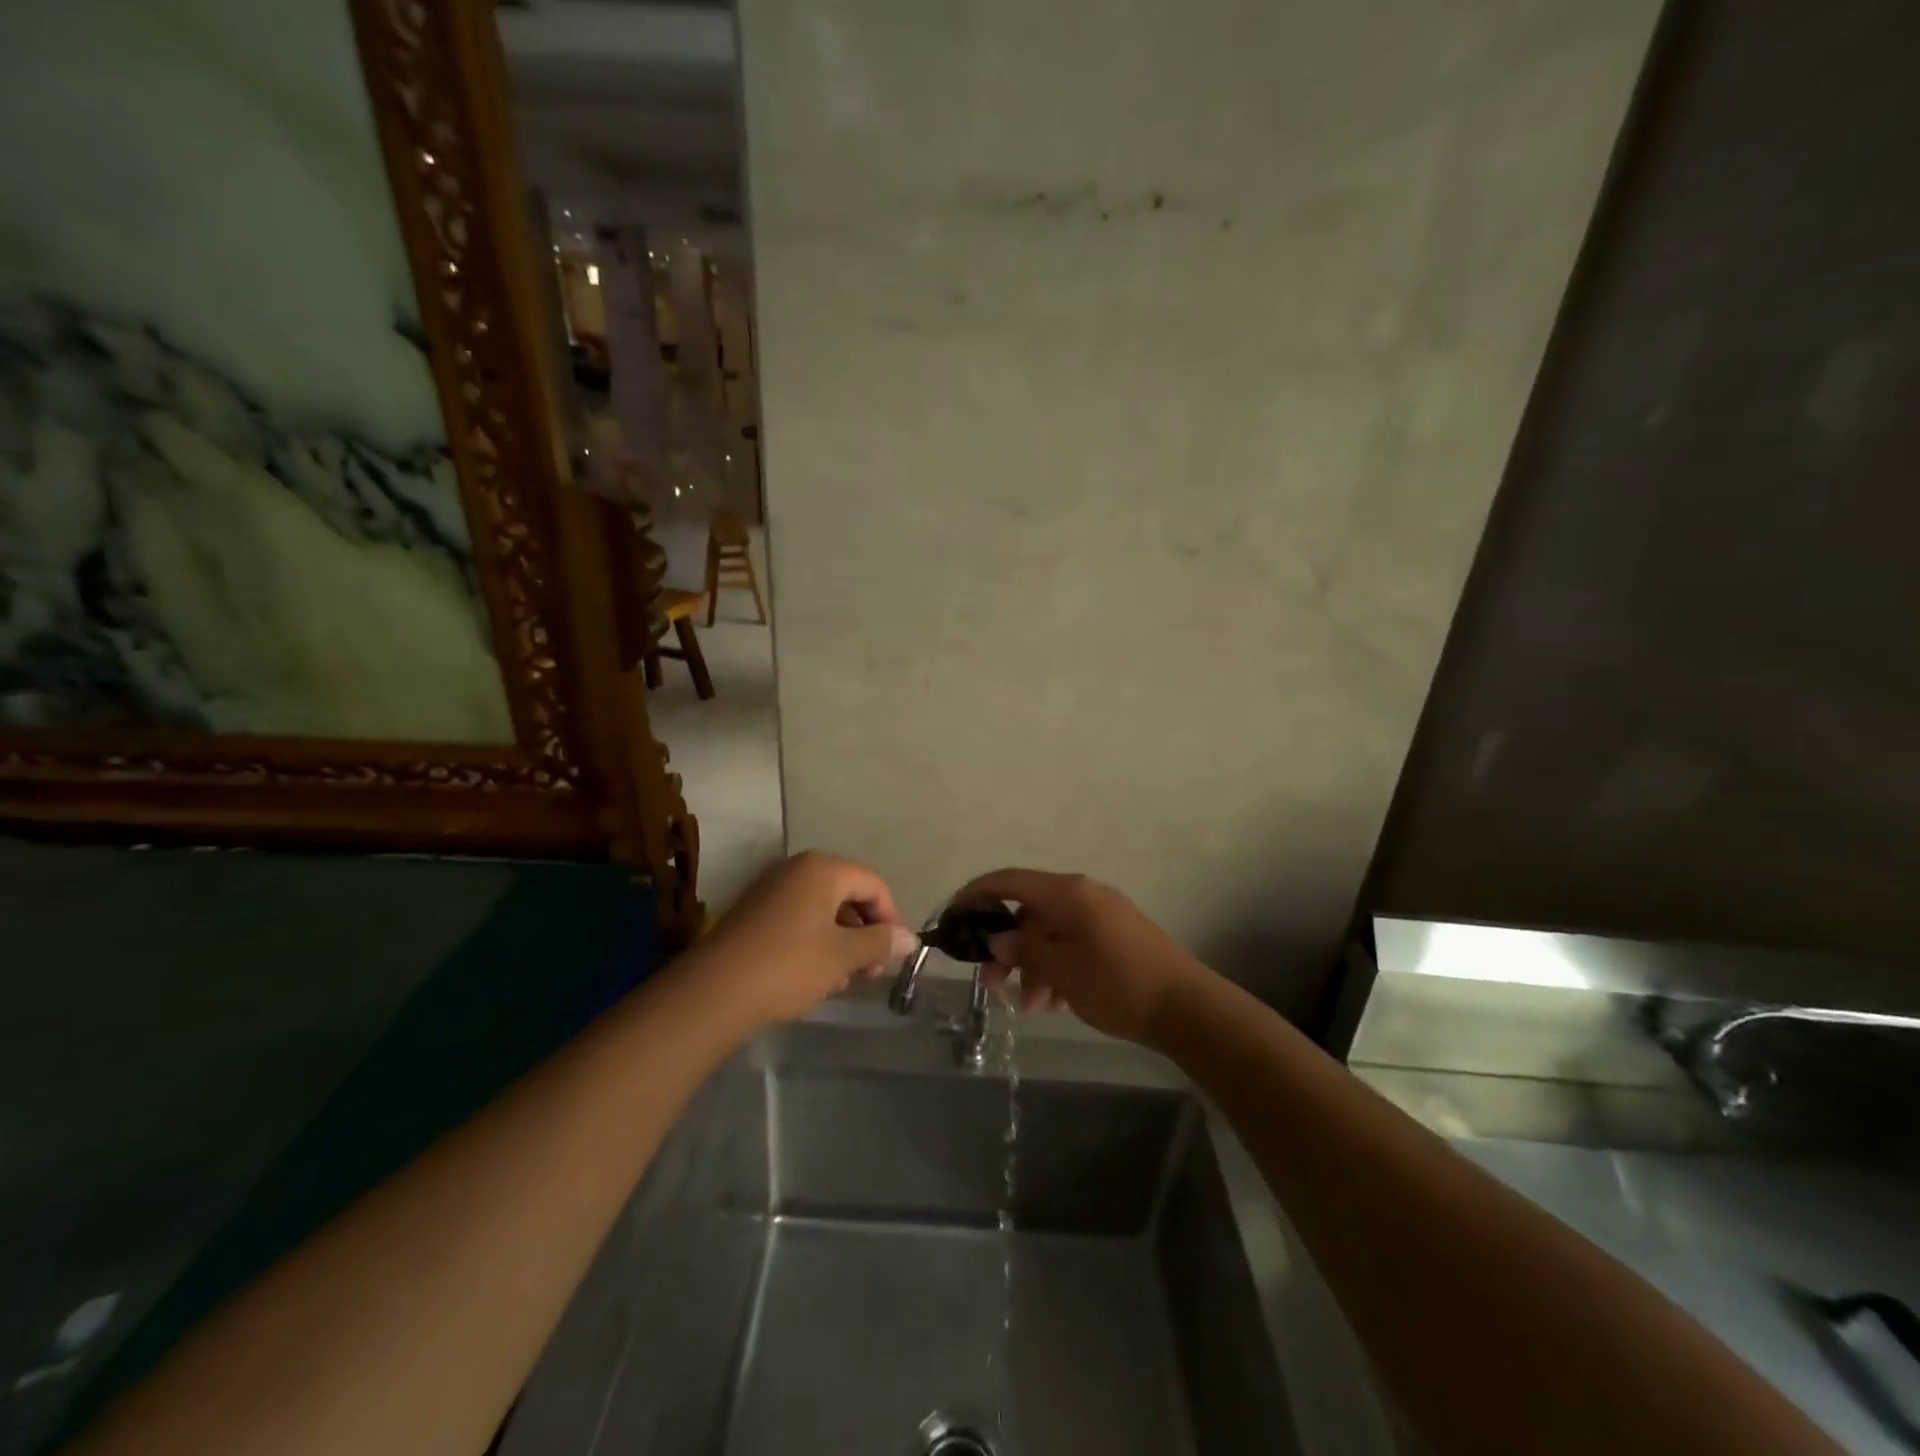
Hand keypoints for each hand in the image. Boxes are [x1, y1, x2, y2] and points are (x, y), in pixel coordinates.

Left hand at [696, 851, 918, 1026]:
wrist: (713, 992)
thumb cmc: (788, 965)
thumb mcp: (842, 956)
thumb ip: (880, 943)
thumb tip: (910, 939)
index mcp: (823, 869)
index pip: (874, 885)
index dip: (890, 919)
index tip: (892, 957)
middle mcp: (797, 869)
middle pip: (848, 894)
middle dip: (864, 933)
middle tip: (868, 972)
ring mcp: (772, 889)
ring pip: (823, 910)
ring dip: (841, 941)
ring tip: (840, 979)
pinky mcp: (754, 912)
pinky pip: (798, 919)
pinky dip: (815, 942)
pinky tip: (812, 975)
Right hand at [950, 868, 1214, 1047]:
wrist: (1185, 1007)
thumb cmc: (1117, 983)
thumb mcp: (1061, 969)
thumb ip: (1024, 950)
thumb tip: (996, 939)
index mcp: (1068, 893)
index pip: (1010, 880)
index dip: (977, 893)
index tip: (952, 915)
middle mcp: (1083, 896)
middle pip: (1029, 913)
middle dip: (1007, 949)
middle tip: (992, 984)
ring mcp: (1101, 916)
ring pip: (1050, 934)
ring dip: (1033, 967)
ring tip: (1031, 1006)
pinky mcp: (1114, 938)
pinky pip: (1072, 945)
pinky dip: (1057, 969)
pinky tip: (1055, 1003)